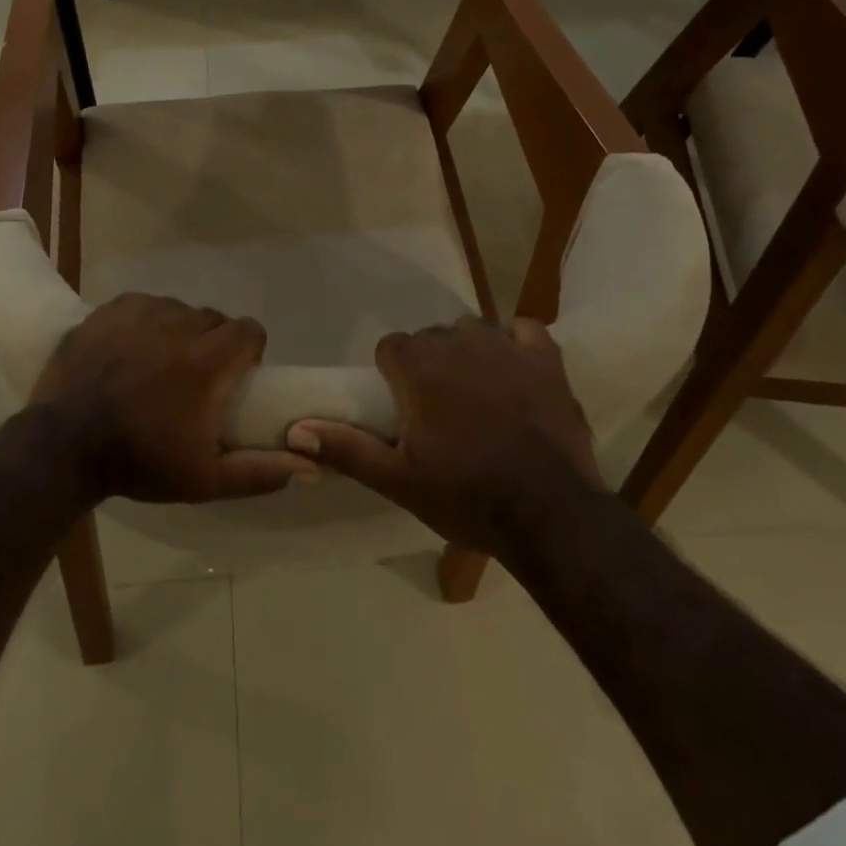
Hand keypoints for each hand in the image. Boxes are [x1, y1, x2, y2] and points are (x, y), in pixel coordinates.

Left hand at [32, 294, 317, 503]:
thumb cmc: (140, 462)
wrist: (62, 447)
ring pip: (177, 311)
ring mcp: (142, 312)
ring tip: (156, 365)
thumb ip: (261, 471)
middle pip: (213, 320)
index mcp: (208, 360)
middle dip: (212, 344)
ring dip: (177, 332)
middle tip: (192, 378)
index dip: (249, 350)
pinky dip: (144, 323)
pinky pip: (143, 305)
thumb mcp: (205, 479)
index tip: (235, 375)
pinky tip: (128, 351)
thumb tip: (313, 466)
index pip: (250, 330)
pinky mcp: (111, 309)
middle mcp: (180, 324)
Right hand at [286, 317, 600, 557]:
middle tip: (438, 409)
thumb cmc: (466, 496)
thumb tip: (296, 429)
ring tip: (476, 392)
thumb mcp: (398, 480)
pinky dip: (517, 343)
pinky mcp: (545, 358)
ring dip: (468, 352)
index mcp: (419, 367)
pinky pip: (524, 330)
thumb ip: (347, 448)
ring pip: (473, 330)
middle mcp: (458, 343)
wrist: (549, 515)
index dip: (393, 374)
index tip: (404, 407)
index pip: (391, 346)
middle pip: (431, 337)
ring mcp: (505, 346)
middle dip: (429, 364)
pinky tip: (515, 368)